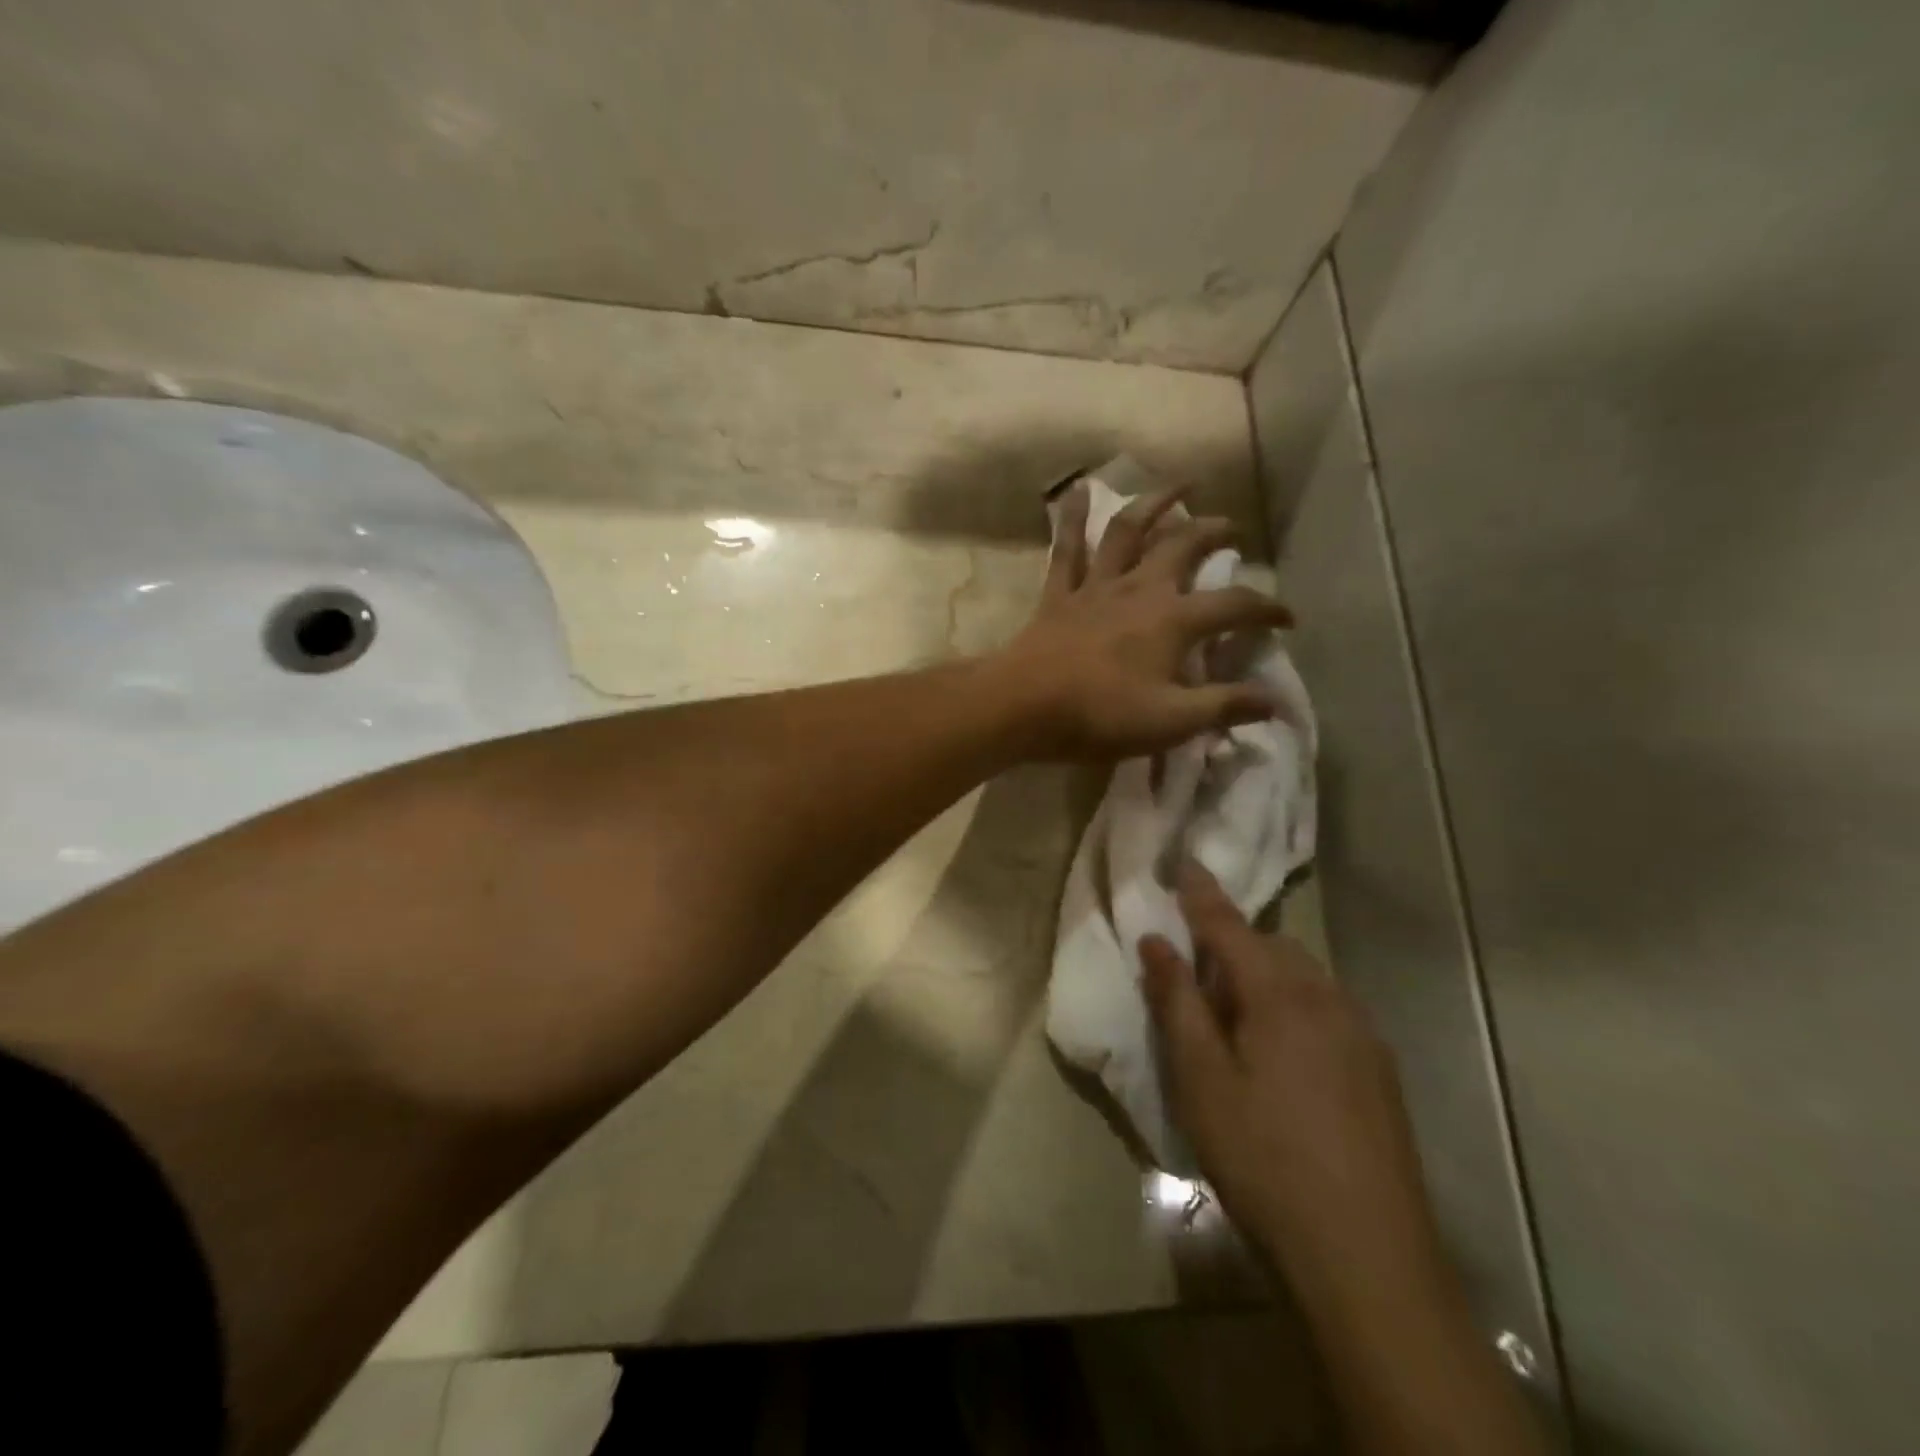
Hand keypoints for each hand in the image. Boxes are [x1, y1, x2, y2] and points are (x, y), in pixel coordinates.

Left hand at [996, 483, 1292, 759]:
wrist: (1022, 707)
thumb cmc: (1099, 716)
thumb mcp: (1171, 722)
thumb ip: (1224, 706)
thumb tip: (1275, 701)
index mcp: (1173, 620)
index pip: (1235, 605)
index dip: (1267, 609)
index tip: (1287, 619)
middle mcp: (1139, 589)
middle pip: (1184, 546)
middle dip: (1214, 532)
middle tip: (1232, 526)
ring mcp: (1096, 587)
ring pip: (1129, 530)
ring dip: (1156, 503)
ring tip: (1179, 485)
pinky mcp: (1059, 594)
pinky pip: (1067, 548)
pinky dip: (1074, 517)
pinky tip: (1077, 490)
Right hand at [1141, 863, 1444, 1296]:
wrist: (1367, 1255)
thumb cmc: (1264, 1157)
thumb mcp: (1201, 1080)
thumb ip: (1178, 1002)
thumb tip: (1157, 942)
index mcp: (1280, 994)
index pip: (1230, 925)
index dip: (1201, 892)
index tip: (1183, 859)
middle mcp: (1327, 999)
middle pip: (1271, 947)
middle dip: (1232, 944)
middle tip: (1195, 971)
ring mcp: (1361, 1034)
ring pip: (1303, 977)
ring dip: (1263, 976)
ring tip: (1233, 1015)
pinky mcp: (1378, 1069)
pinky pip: (1326, 1008)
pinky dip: (1293, 1005)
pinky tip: (1280, 1053)